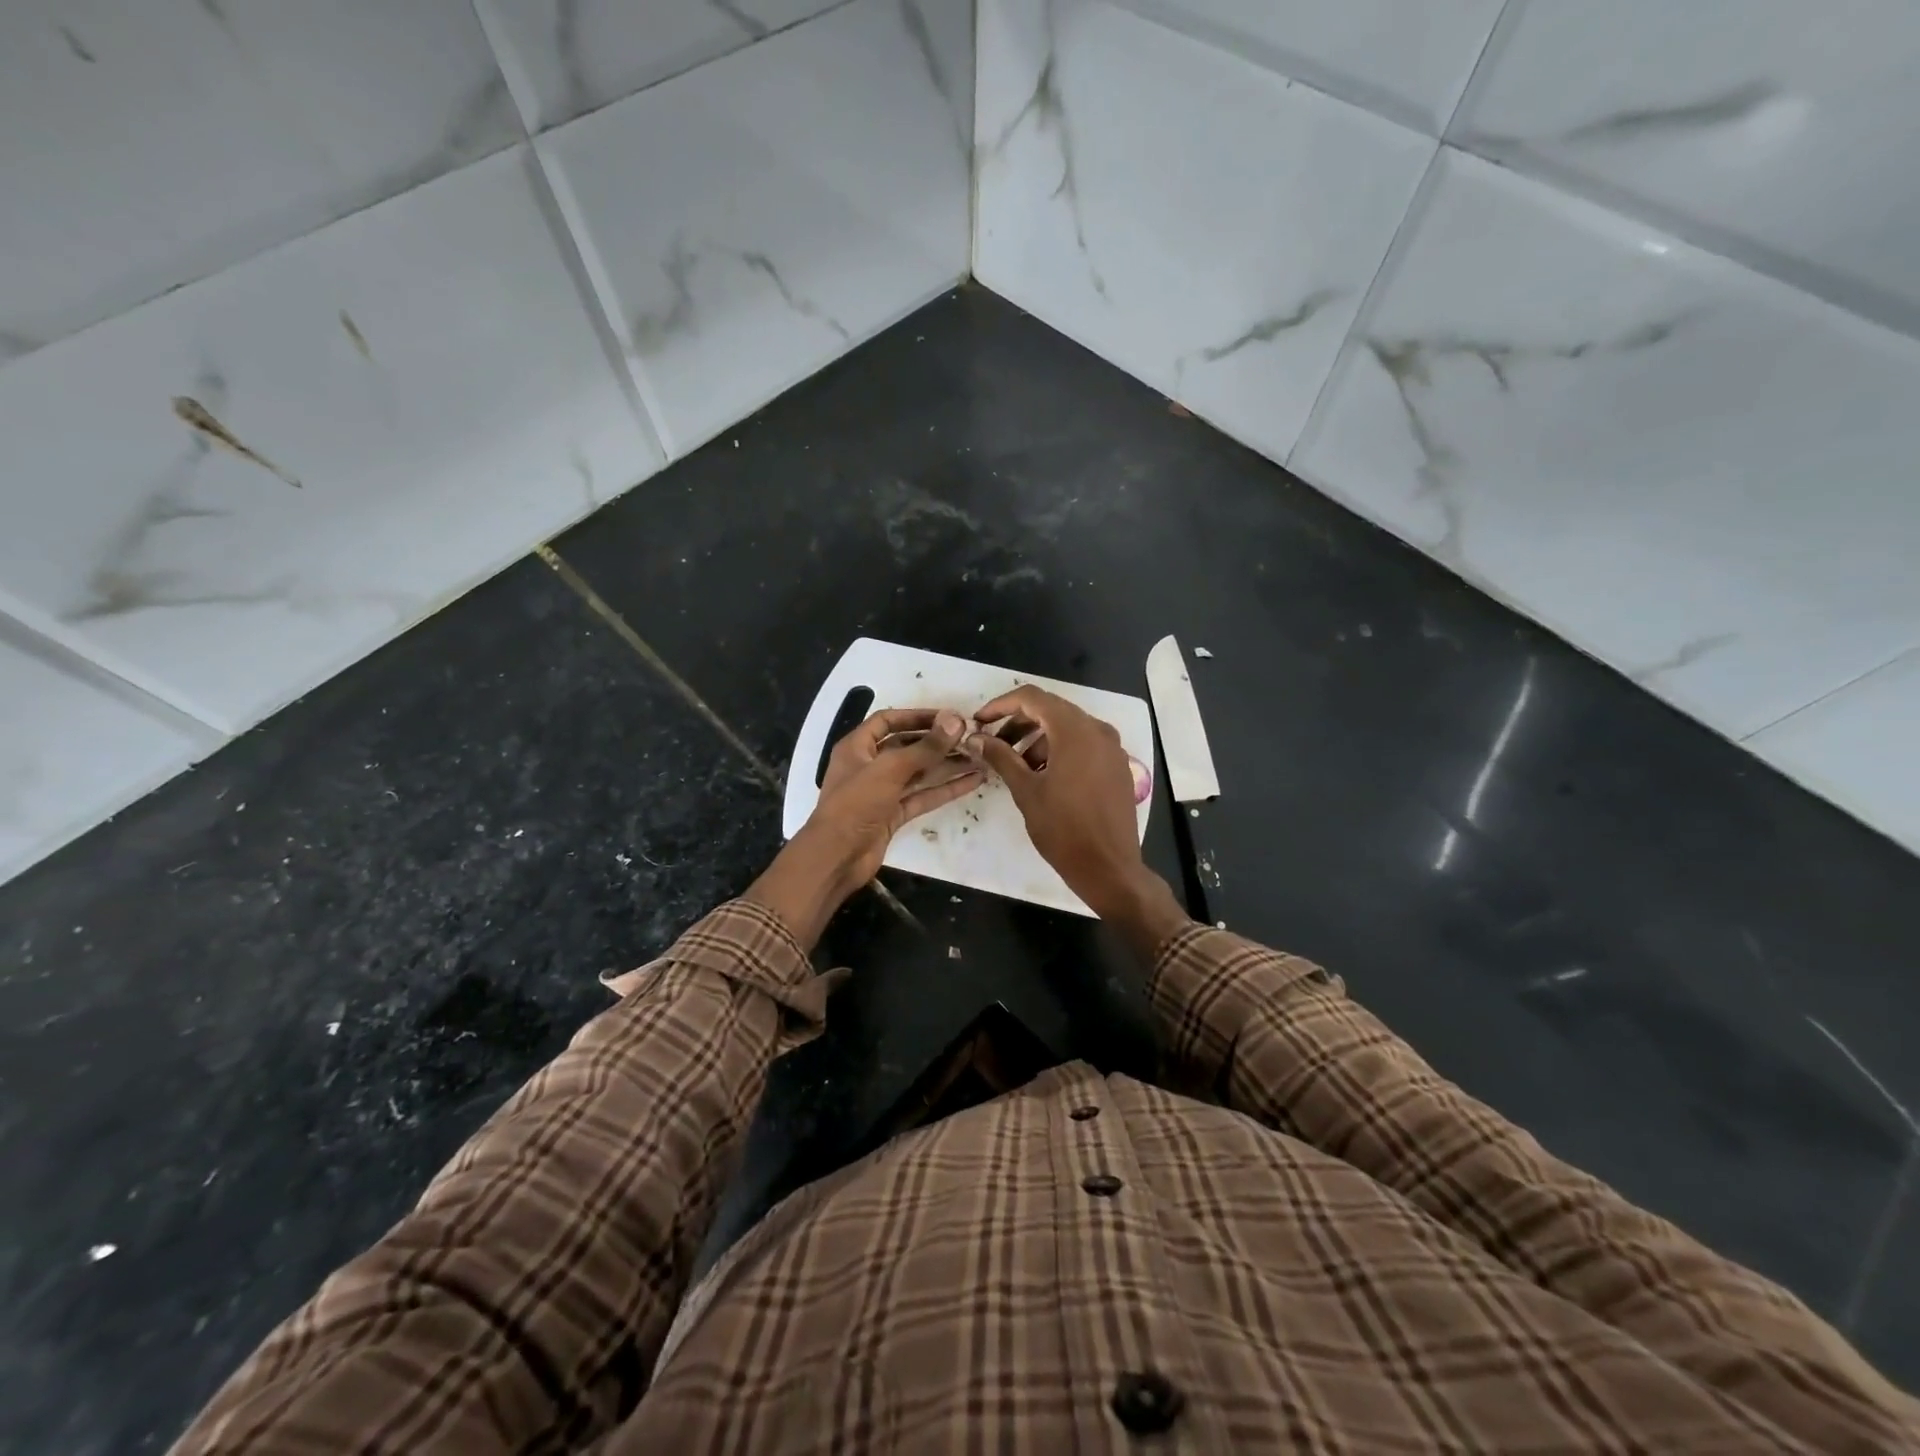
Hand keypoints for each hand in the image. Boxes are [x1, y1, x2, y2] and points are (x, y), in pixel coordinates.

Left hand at [746, 709, 979, 946]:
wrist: (836, 857)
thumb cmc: (856, 804)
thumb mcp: (890, 770)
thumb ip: (925, 747)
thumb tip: (956, 720)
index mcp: (857, 747)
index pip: (888, 721)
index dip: (917, 716)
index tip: (948, 716)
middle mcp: (869, 765)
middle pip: (907, 746)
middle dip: (937, 742)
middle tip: (970, 737)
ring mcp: (882, 792)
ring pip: (918, 773)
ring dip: (946, 765)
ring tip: (979, 757)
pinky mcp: (893, 815)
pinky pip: (922, 796)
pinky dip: (945, 789)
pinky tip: (972, 782)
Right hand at [966, 686, 1158, 921]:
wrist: (1108, 867)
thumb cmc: (1063, 828)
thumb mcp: (1026, 790)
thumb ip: (1000, 757)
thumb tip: (976, 738)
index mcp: (1075, 731)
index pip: (1032, 698)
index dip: (1001, 705)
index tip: (980, 722)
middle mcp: (1098, 730)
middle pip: (1052, 710)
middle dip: (1019, 722)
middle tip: (994, 743)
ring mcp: (1112, 748)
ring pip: (1069, 728)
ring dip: (1039, 738)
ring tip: (1017, 765)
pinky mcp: (1118, 766)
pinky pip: (1085, 744)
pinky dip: (1060, 749)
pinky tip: (1044, 775)